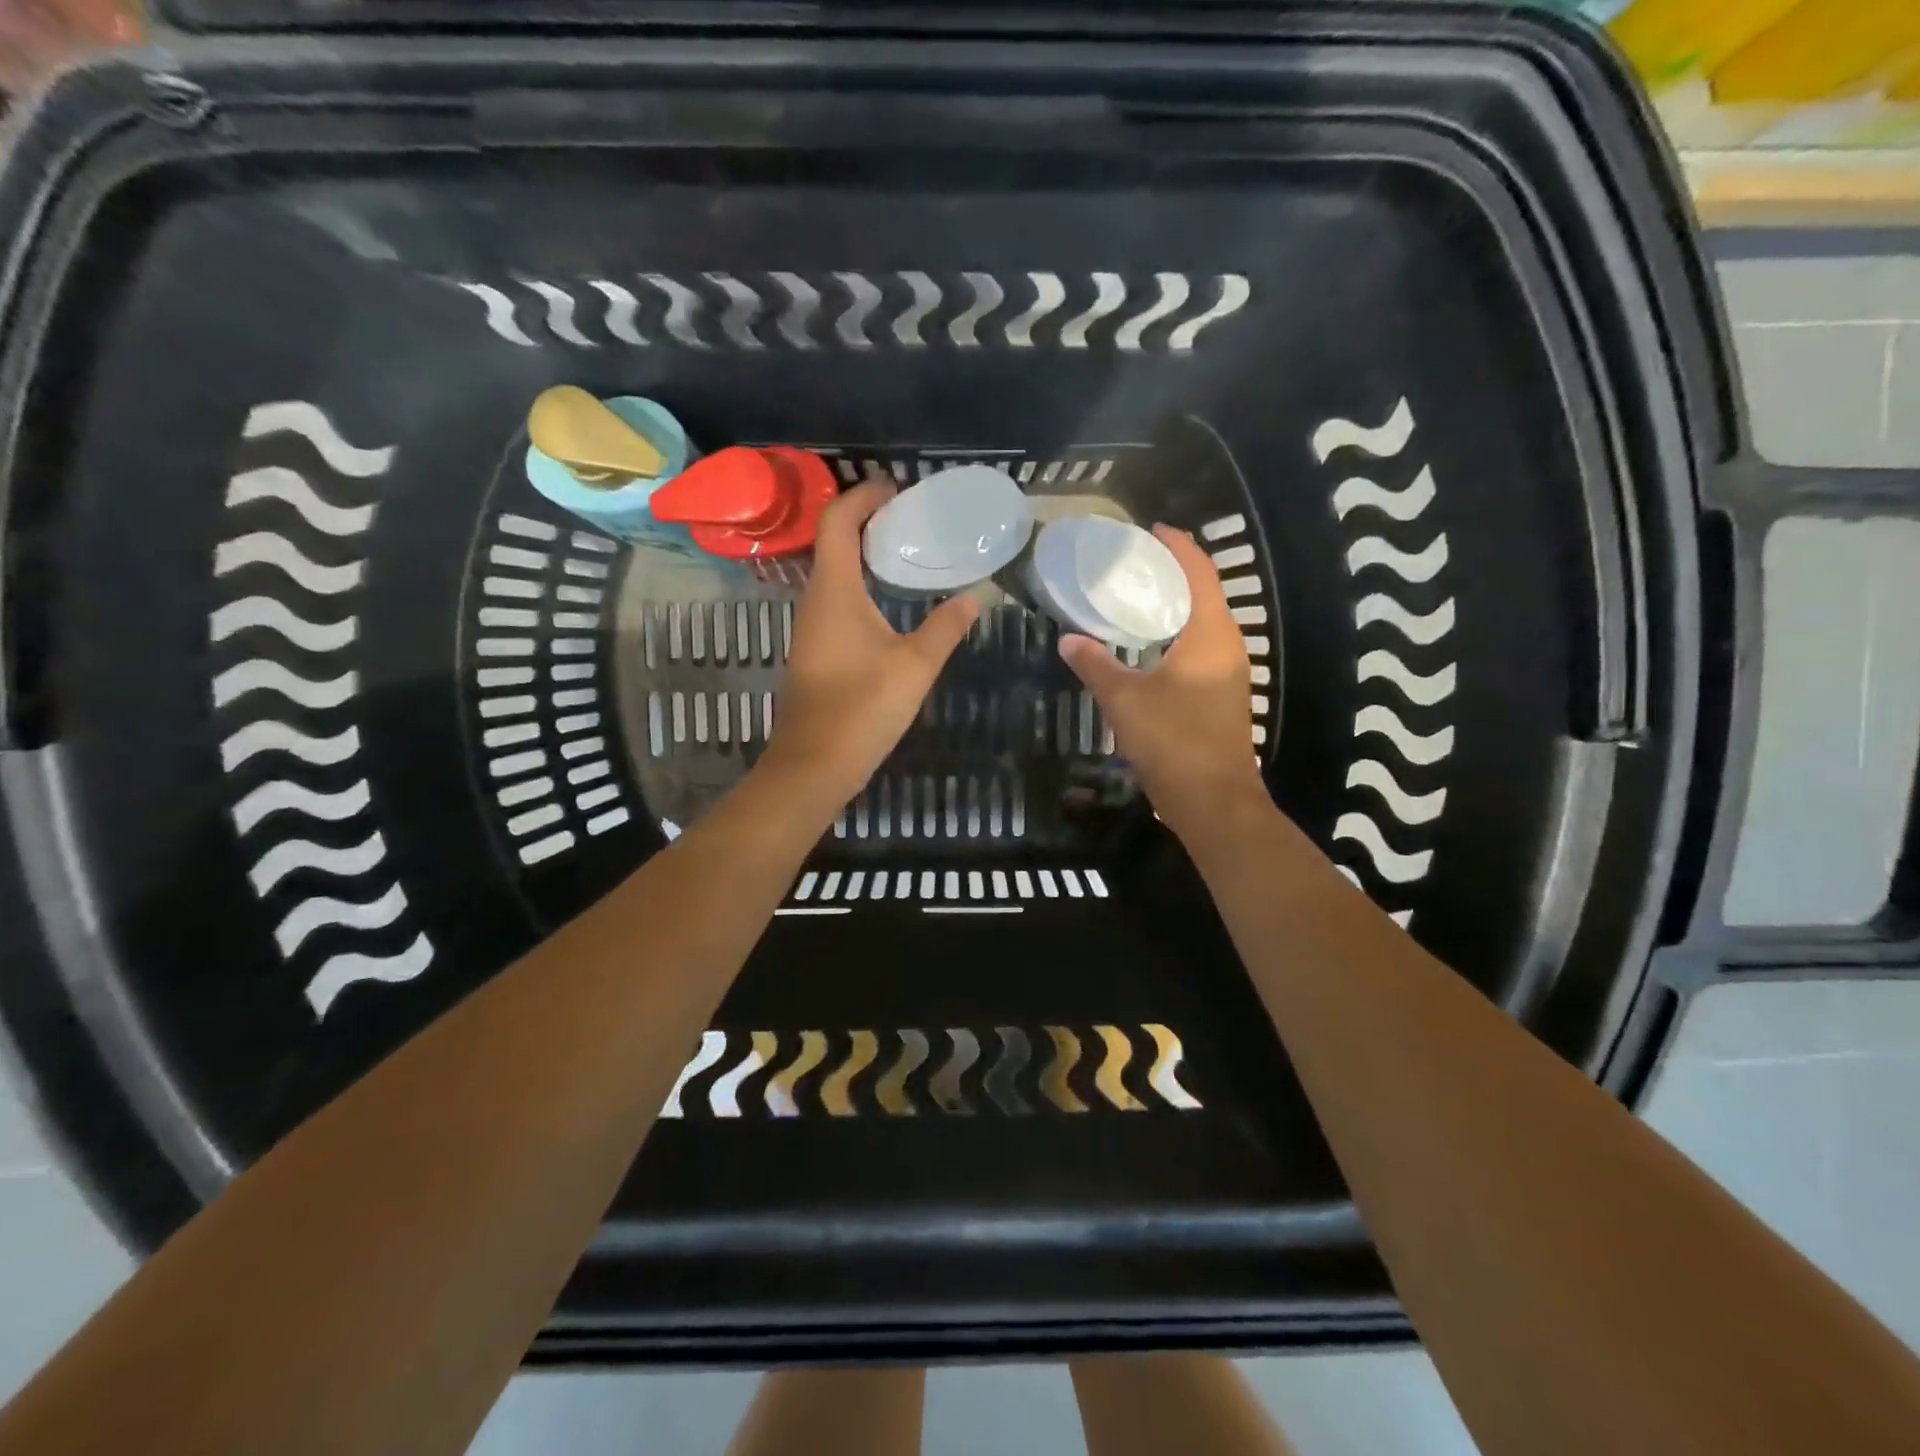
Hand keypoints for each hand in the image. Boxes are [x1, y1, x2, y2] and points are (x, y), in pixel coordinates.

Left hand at [757, 481, 978, 816]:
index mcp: (834, 591)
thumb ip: (945, 628)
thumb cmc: (863, 708)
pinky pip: (836, 600)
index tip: (895, 489)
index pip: (837, 522)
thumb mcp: (915, 665)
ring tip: (906, 552)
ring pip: (834, 573)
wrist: (815, 764)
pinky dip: (861, 585)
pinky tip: (890, 602)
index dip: (862, 497)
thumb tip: (973, 599)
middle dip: (867, 521)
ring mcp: (811, 626)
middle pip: (833, 542)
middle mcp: (815, 600)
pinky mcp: (816, 650)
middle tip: (910, 519)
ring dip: (864, 555)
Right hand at [1058, 525, 1266, 841]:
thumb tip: (1068, 640)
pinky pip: (1196, 653)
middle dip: (1171, 577)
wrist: (1213, 802)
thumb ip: (1095, 665)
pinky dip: (1172, 639)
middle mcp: (1227, 648)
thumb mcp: (1125, 699)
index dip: (1179, 547)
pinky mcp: (1219, 700)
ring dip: (1171, 611)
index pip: (1200, 573)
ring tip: (1132, 601)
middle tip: (1131, 566)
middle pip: (1203, 596)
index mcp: (1212, 635)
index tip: (1152, 530)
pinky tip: (1142, 650)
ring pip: (1200, 627)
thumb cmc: (1174, 741)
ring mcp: (1226, 677)